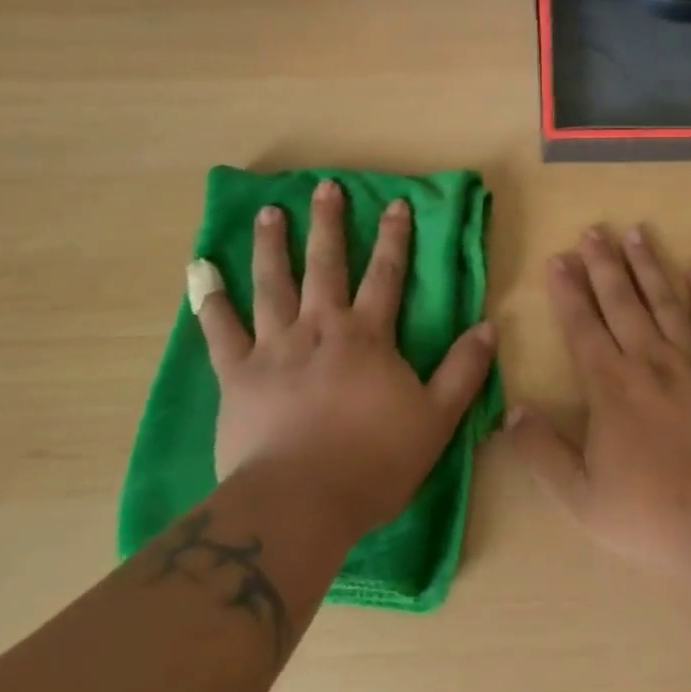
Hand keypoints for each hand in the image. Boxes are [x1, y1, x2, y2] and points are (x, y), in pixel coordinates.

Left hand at [186, 180, 494, 538]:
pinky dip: (210, 301)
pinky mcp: (236, 374)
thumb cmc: (373, 461)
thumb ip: (463, 370)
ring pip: (272, 284)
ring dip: (272, 246)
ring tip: (268, 212)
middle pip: (326, 265)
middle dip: (329, 224)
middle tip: (324, 188)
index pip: (386, 275)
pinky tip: (201, 273)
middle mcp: (320, 327)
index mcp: (367, 336)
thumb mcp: (436, 418)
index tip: (395, 202)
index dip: (394, 237)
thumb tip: (489, 326)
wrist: (300, 504)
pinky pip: (220, 330)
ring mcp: (274, 347)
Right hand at [505, 224, 690, 582]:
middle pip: (621, 302)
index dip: (568, 291)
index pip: (582, 327)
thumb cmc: (654, 515)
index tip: (558, 258)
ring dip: (648, 264)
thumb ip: (542, 453)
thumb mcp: (582, 498)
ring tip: (635, 232)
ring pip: (664, 301)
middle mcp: (649, 361)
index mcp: (611, 387)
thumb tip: (510, 411)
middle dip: (603, 264)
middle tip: (593, 230)